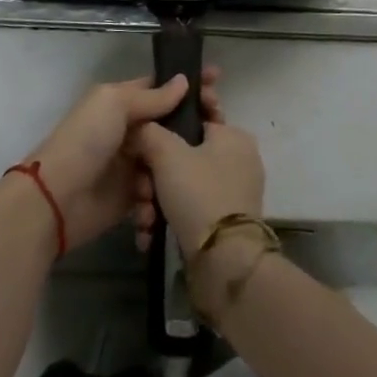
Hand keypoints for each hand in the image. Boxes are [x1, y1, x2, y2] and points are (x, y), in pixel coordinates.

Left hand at [22, 67, 221, 251]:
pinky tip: (149, 210)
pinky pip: (153, 198)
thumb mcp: (115, 106)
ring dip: (170, 174)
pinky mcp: (128, 200)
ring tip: (169, 183)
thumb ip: (152, 97)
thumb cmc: (85, 141)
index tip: (218, 81)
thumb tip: (184, 81)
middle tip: (215, 135)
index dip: (187, 85)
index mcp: (120, 102)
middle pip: (168, 128)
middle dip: (190, 132)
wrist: (55, 200)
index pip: (160, 88)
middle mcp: (127, 131)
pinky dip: (154, 205)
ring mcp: (129, 166)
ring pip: (166, 164)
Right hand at [130, 114, 264, 258]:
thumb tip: (139, 126)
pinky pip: (189, 207)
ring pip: (182, 183)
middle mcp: (237, 159)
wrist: (224, 263)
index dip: (168, 118)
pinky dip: (168, 216)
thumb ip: (149, 131)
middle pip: (183, 153)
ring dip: (155, 198)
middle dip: (153, 172)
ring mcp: (232, 192)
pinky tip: (150, 232)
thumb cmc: (199, 193)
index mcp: (233, 135)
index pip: (196, 113)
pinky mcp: (223, 222)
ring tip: (143, 217)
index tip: (144, 132)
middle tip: (139, 187)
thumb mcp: (167, 153)